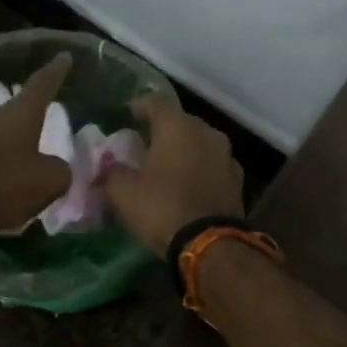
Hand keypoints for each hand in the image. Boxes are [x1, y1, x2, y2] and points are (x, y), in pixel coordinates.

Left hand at [0, 54, 73, 238]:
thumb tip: (56, 168)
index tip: (63, 56)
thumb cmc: (2, 184)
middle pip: (19, 110)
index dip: (56, 71)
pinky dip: (1, 166)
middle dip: (34, 116)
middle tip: (49, 119)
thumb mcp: (49, 181)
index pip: (42, 84)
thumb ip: (60, 170)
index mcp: (20, 113)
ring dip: (16, 144)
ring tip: (30, 160)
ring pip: (2, 135)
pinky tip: (7, 184)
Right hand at [105, 91, 244, 254]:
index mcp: (178, 126)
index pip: (156, 102)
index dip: (139, 106)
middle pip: (181, 122)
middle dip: (162, 130)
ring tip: (166, 166)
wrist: (210, 244)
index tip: (127, 115)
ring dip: (183, 151)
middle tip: (144, 144)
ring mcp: (227, 156)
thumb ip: (112, 172)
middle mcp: (207, 132)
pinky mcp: (238, 182)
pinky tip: (187, 185)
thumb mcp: (123, 191)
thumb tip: (109, 168)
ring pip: (199, 144)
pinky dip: (198, 170)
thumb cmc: (162, 207)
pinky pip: (212, 167)